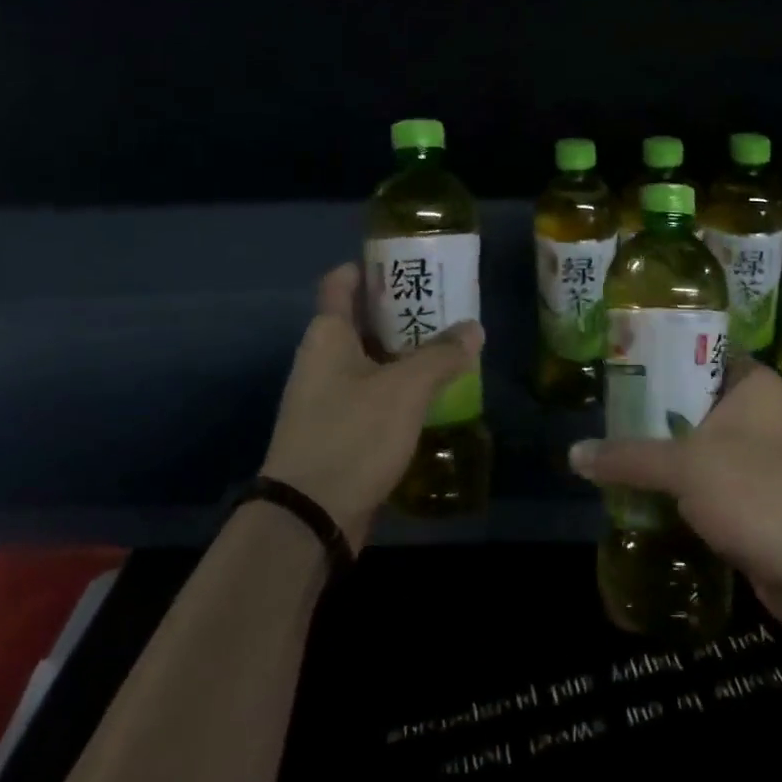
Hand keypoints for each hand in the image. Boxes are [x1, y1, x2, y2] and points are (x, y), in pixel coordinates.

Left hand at [261, 262, 482, 550]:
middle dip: (401, 310)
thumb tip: (473, 328)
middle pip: (361, 319)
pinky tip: (430, 394)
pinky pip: (370, 394)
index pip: (341, 282)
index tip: (407, 262)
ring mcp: (326, 397)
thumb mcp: (405, 389)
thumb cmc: (352, 435)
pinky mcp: (336, 431)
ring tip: (448, 345)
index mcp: (327, 335)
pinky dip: (397, 387)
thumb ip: (442, 355)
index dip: (370, 267)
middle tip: (445, 304)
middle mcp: (321, 359)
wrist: (307, 518)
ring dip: (404, 352)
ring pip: (369, 359)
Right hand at [569, 355, 781, 640]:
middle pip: (691, 402)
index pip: (697, 353)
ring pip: (698, 446)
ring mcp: (761, 459)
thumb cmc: (760, 492)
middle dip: (650, 413)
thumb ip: (628, 457)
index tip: (616, 366)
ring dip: (663, 456)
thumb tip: (573, 454)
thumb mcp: (685, 466)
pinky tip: (641, 496)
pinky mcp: (758, 500)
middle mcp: (759, 413)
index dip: (657, 357)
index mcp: (751, 383)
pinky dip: (680, 490)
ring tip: (611, 455)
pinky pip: (708, 484)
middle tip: (603, 417)